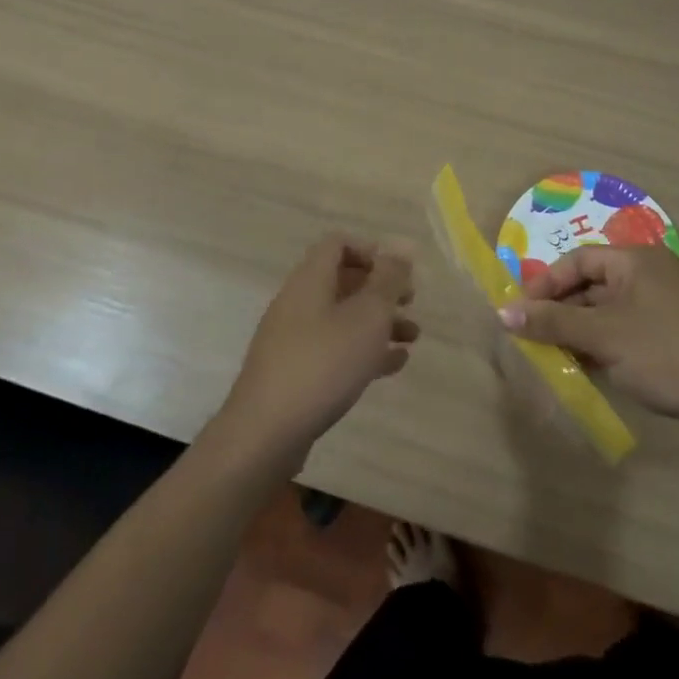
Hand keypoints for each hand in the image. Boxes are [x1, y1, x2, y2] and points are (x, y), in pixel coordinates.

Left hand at [218, 234, 417, 463]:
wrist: (266, 434)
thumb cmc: (323, 363)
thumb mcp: (367, 316)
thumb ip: (388, 280)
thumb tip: (402, 248)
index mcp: (310, 280)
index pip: (337, 244)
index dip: (370, 250)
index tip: (397, 272)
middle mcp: (298, 302)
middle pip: (342, 281)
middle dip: (380, 289)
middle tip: (410, 302)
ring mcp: (293, 340)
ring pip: (342, 318)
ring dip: (378, 322)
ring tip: (412, 337)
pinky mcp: (294, 373)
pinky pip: (334, 350)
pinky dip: (363, 350)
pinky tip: (393, 365)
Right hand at [499, 245, 678, 434]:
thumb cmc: (666, 353)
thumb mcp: (603, 336)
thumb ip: (553, 323)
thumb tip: (503, 312)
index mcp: (636, 261)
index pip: (578, 261)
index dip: (546, 284)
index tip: (521, 313)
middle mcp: (652, 275)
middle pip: (593, 285)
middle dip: (562, 312)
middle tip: (534, 339)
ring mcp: (667, 307)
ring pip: (610, 312)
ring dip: (582, 333)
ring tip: (555, 358)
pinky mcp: (677, 338)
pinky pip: (629, 332)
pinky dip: (606, 347)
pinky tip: (590, 371)